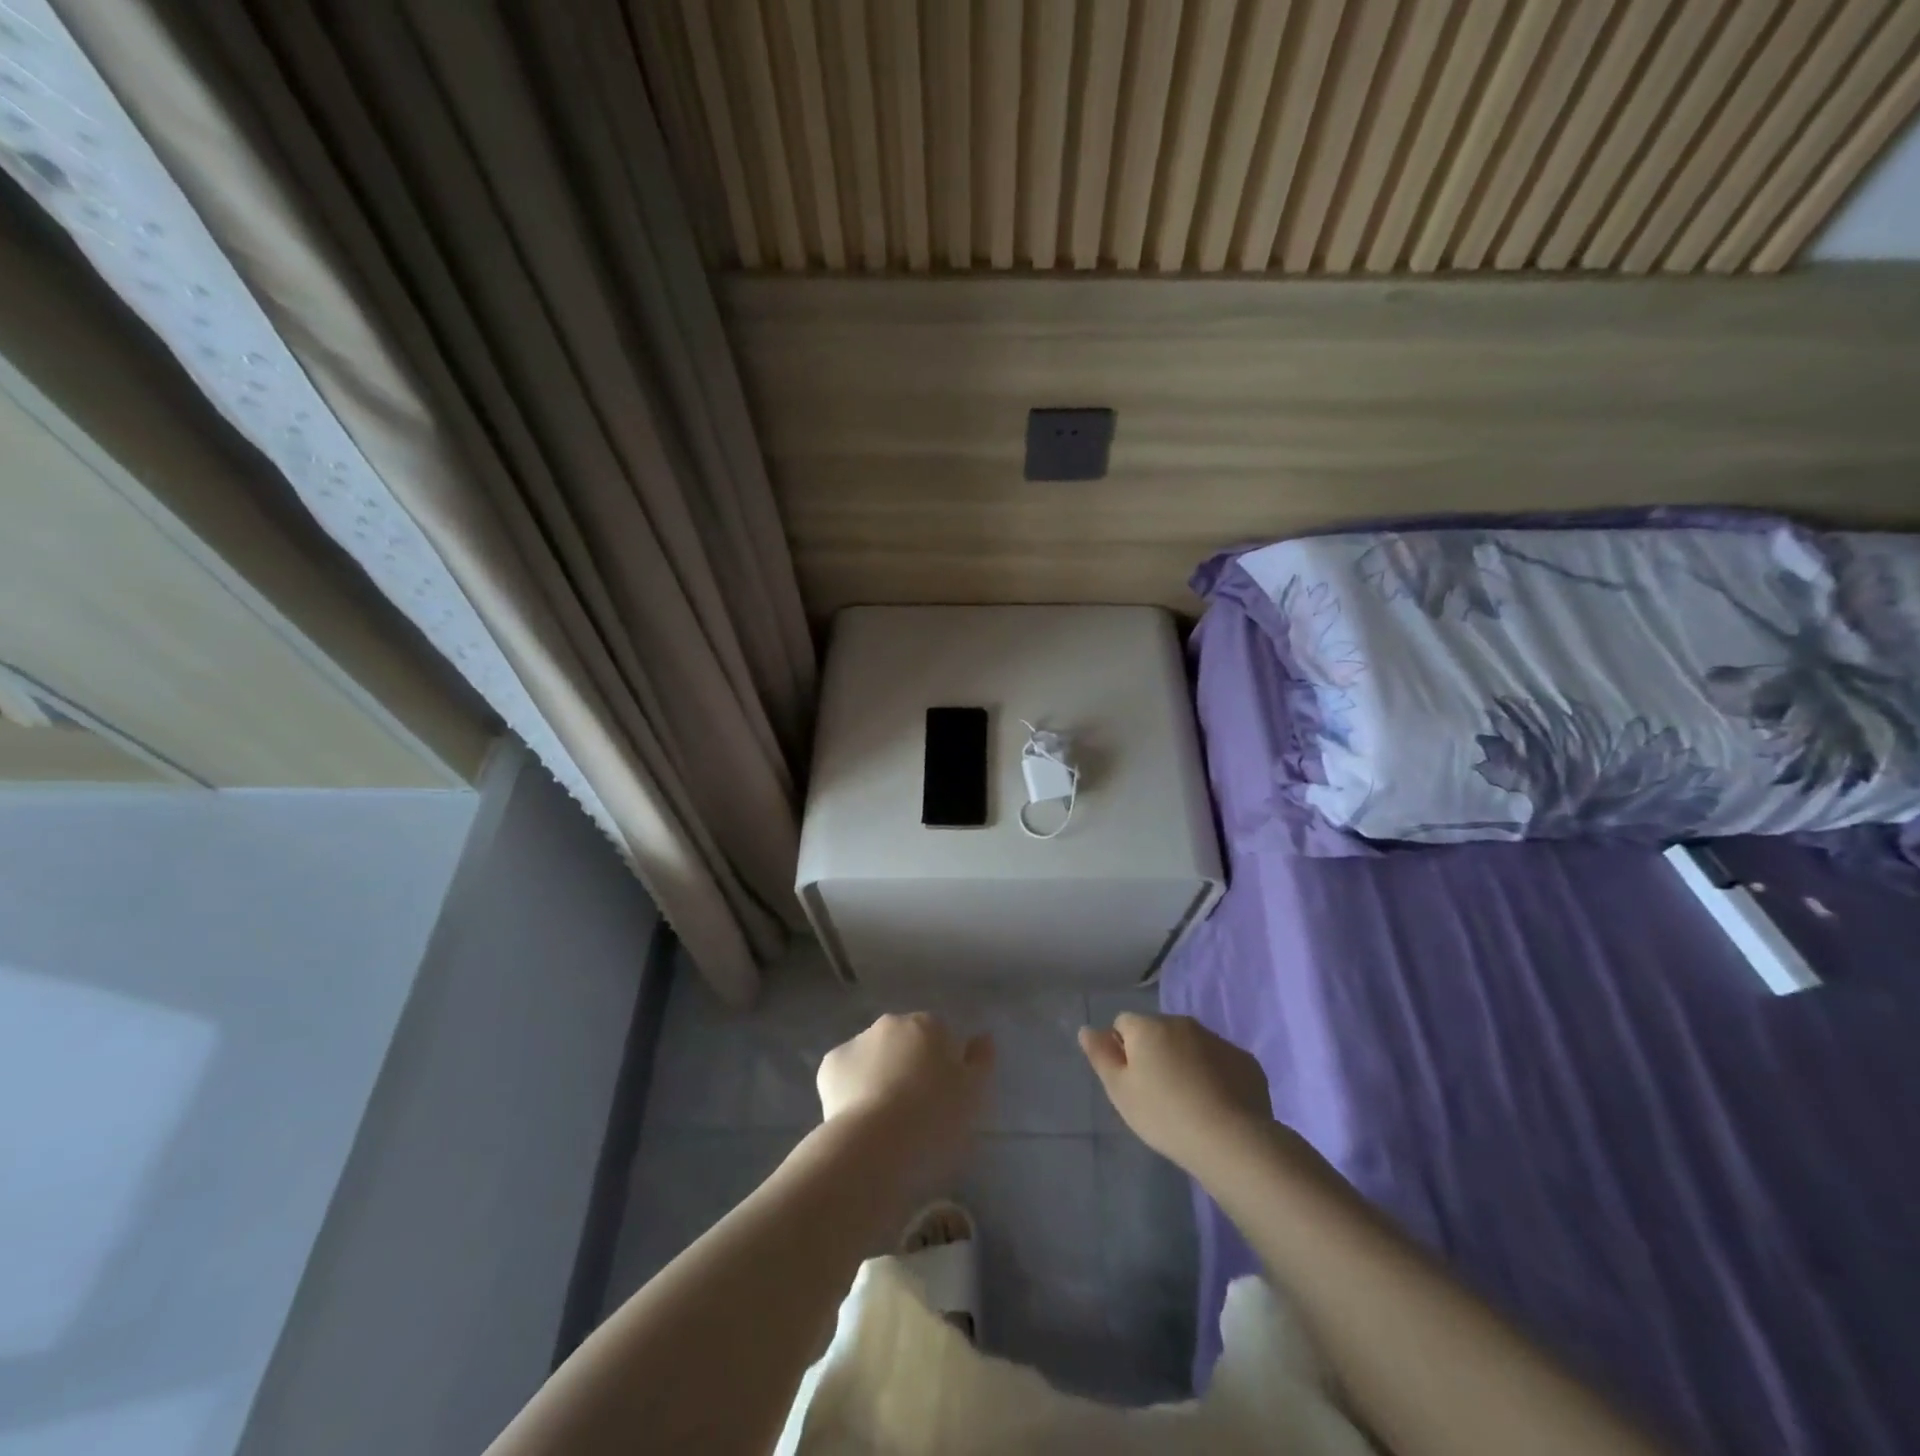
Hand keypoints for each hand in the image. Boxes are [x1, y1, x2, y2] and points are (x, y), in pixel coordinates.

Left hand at [816, 1013, 993, 1201]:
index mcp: (929, 1025)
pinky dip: (850, 1089)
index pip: (940, 1038)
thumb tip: (982, 1037)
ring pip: (873, 1057)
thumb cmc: (935, 1118)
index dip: (943, 1067)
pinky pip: (845, 1075)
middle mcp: (892, 1023)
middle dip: (908, 1066)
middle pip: (904, 1042)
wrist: (876, 1145)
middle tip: (914, 1110)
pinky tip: (858, 1119)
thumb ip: (981, 1060)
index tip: (942, 1099)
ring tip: (884, 1120)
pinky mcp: (829, 1066)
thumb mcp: (974, 1094)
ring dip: (879, 1076)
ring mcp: (857, 1041)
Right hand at [1080, 1013, 1273, 1172]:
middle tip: (1157, 1095)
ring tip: (1189, 1103)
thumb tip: (1087, 1029)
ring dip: (1185, 1062)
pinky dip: (1215, 1075)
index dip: (1122, 1050)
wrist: (1232, 1141)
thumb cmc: (1164, 1115)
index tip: (1131, 1081)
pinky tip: (1217, 1106)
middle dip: (1155, 1053)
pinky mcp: (1245, 1061)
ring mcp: (1217, 1040)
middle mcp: (1182, 1023)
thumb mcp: (1120, 1091)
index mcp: (1148, 1027)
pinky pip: (1220, 1061)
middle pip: (1158, 1031)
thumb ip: (1100, 1056)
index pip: (1123, 1023)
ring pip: (1191, 1045)